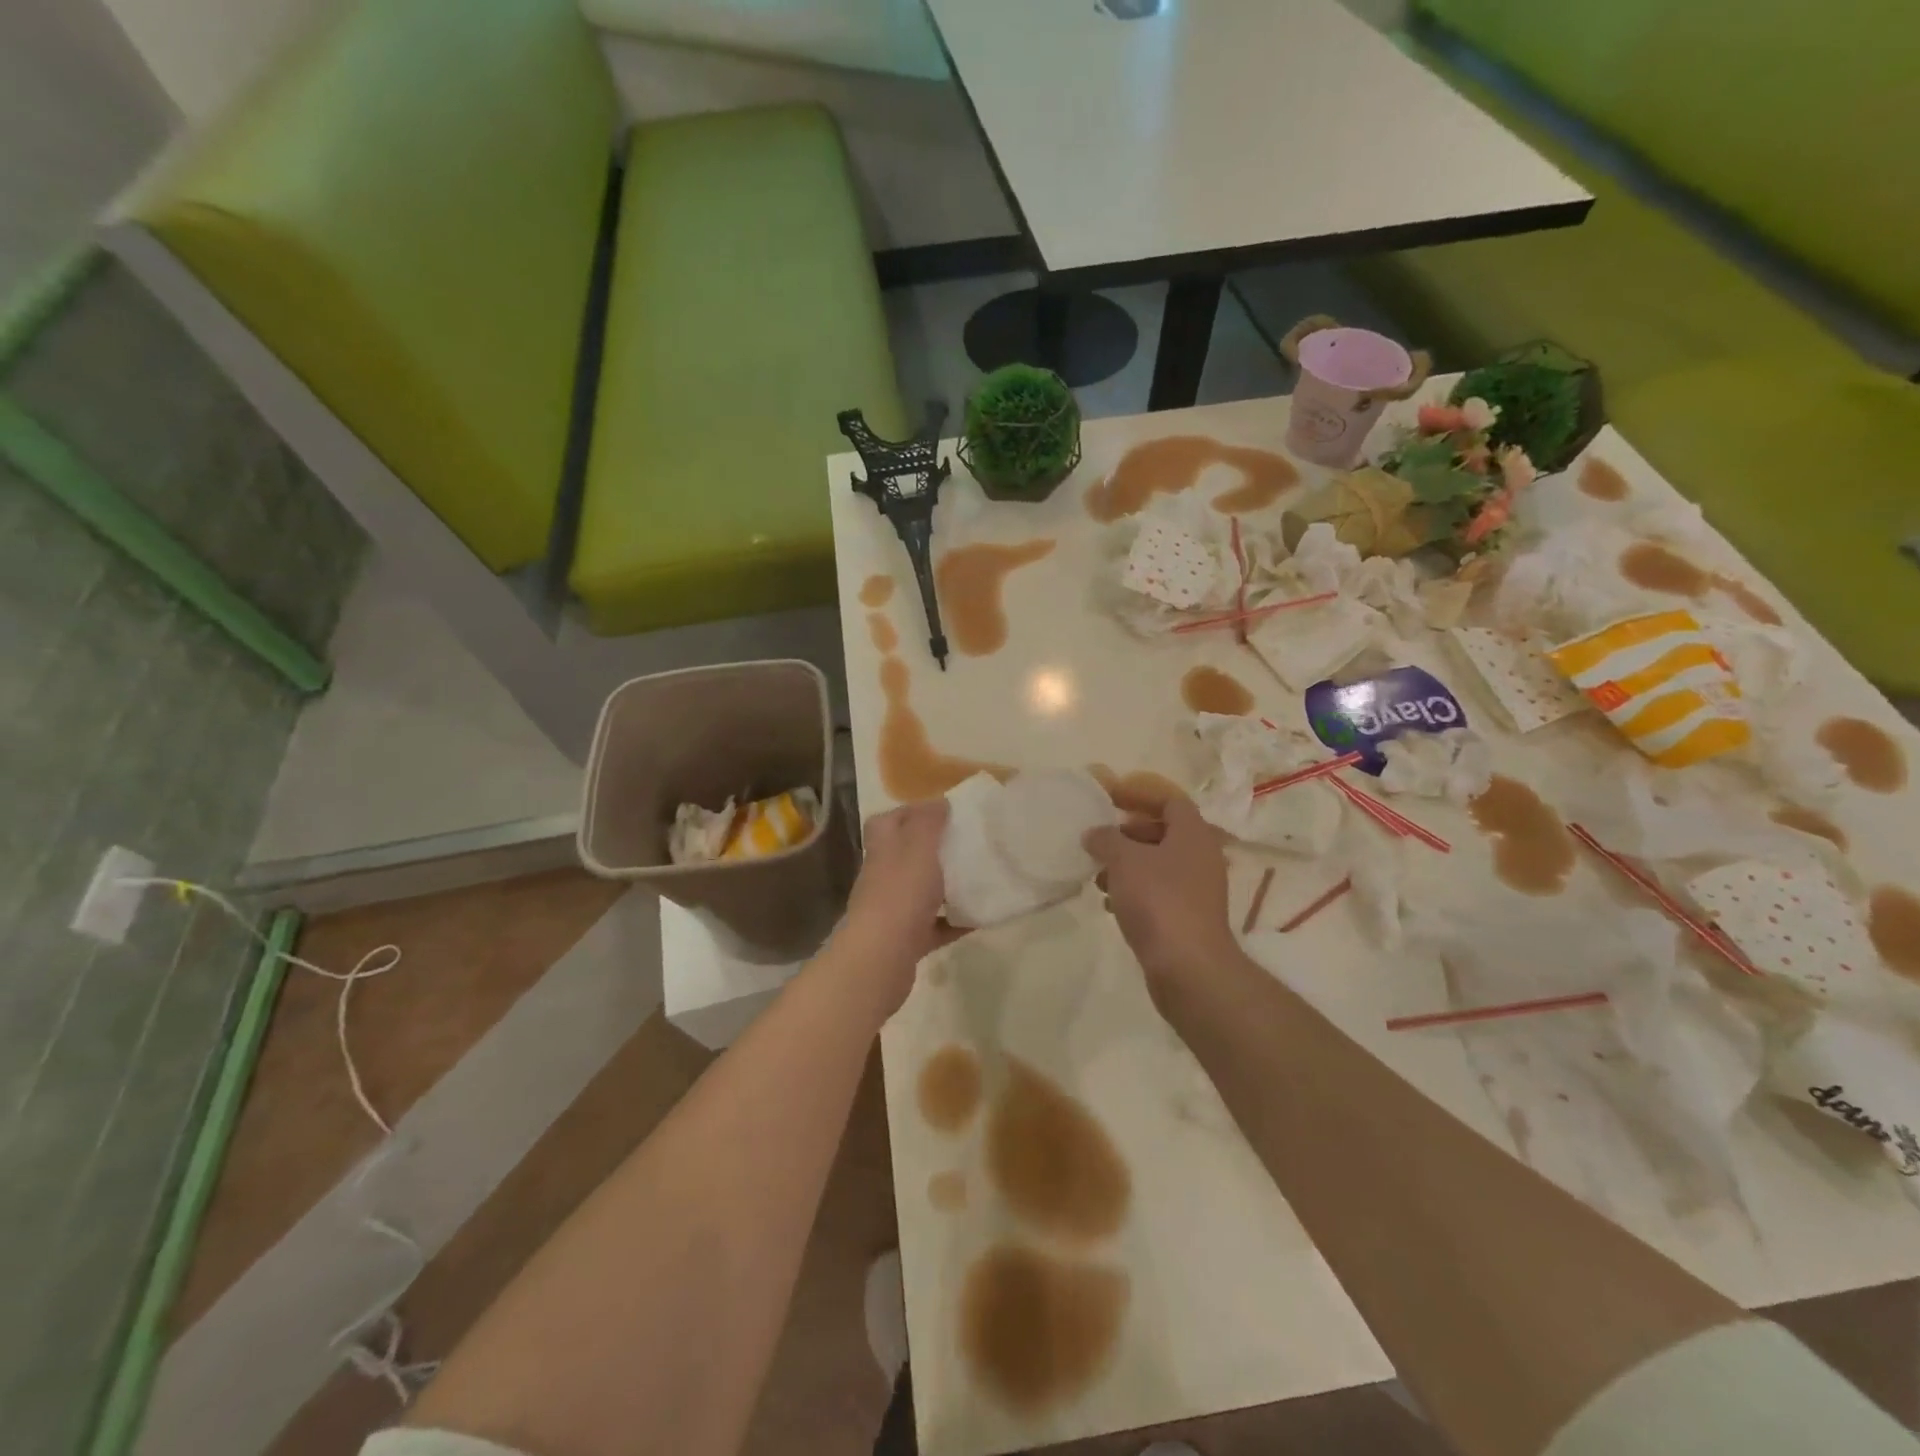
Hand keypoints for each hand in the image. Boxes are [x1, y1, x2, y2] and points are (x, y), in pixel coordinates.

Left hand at [834, 799, 959, 1011]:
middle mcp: (883, 875)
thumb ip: (928, 821)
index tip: (945, 812)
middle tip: (969, 842)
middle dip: (936, 848)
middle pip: (908, 855)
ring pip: (922, 890)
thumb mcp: (919, 846)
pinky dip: (955, 920)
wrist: (881, 957)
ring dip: (947, 885)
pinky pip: (936, 925)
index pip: (889, 820)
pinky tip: (981, 916)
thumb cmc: (901, 893)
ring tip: (980, 876)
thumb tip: (938, 803)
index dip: (912, 812)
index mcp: (883, 848)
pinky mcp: (907, 939)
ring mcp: (893, 909)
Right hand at [1084, 796, 1237, 997]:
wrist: (1188, 967)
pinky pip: (1159, 893)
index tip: (1111, 800)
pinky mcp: (1188, 918)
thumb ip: (1106, 840)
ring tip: (1099, 877)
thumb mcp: (1124, 860)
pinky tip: (1111, 905)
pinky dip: (1135, 892)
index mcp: (1193, 834)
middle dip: (1129, 835)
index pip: (1170, 801)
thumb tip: (1094, 833)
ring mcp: (1197, 890)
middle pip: (1164, 833)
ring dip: (1128, 866)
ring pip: (1158, 865)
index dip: (1140, 795)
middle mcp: (1201, 857)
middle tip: (1101, 841)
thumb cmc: (1158, 900)